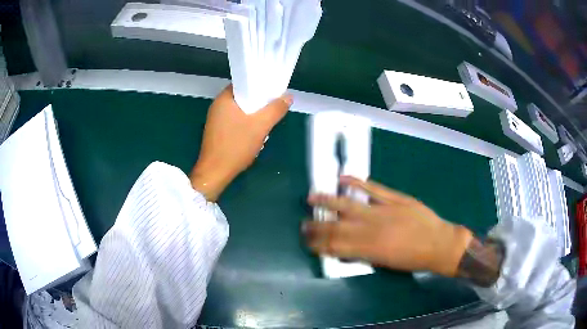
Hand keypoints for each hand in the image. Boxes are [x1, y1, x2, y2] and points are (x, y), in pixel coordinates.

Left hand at [190, 85, 292, 200]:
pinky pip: (235, 121)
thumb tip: (288, 96)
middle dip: (259, 103)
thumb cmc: (236, 145)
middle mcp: (218, 105)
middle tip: (273, 109)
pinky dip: (245, 124)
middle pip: (243, 97)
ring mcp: (216, 119)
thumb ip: (276, 109)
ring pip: (240, 110)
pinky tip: (254, 133)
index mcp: (224, 98)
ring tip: (266, 122)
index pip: (245, 82)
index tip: (274, 92)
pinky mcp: (217, 131)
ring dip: (253, 115)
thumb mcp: (261, 126)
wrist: (216, 172)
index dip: (261, 85)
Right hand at [303, 176, 472, 276]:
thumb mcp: (386, 264)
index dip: (318, 244)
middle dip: (316, 226)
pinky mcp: (394, 198)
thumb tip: (344, 250)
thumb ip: (363, 255)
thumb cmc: (413, 259)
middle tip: (303, 224)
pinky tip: (342, 179)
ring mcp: (383, 210)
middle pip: (336, 226)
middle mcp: (371, 229)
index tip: (308, 242)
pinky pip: (372, 188)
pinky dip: (356, 182)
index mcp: (369, 249)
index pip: (335, 246)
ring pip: (348, 204)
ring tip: (312, 197)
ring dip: (328, 201)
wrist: (438, 244)